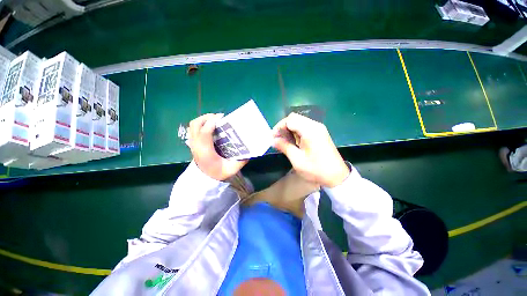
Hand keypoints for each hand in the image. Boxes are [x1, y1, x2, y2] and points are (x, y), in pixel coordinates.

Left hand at [188, 113, 247, 180]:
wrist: (205, 179)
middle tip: (219, 118)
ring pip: (193, 125)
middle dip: (207, 117)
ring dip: (203, 119)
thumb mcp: (231, 169)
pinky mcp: (193, 143)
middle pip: (196, 124)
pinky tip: (209, 127)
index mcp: (205, 151)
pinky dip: (200, 124)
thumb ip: (241, 161)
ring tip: (214, 120)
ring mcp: (193, 143)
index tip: (222, 117)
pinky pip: (193, 129)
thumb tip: (249, 151)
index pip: (205, 132)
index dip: (212, 122)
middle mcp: (197, 145)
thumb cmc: (217, 173)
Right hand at [272, 113, 349, 187]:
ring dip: (289, 129)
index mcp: (310, 130)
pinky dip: (296, 132)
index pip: (290, 120)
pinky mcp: (320, 132)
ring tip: (284, 141)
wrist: (337, 176)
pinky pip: (304, 127)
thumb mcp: (297, 160)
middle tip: (278, 139)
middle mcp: (315, 125)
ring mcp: (319, 128)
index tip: (274, 137)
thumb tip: (273, 140)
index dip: (279, 126)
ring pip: (299, 121)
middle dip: (283, 127)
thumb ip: (284, 147)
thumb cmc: (316, 169)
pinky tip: (294, 141)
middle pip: (294, 118)